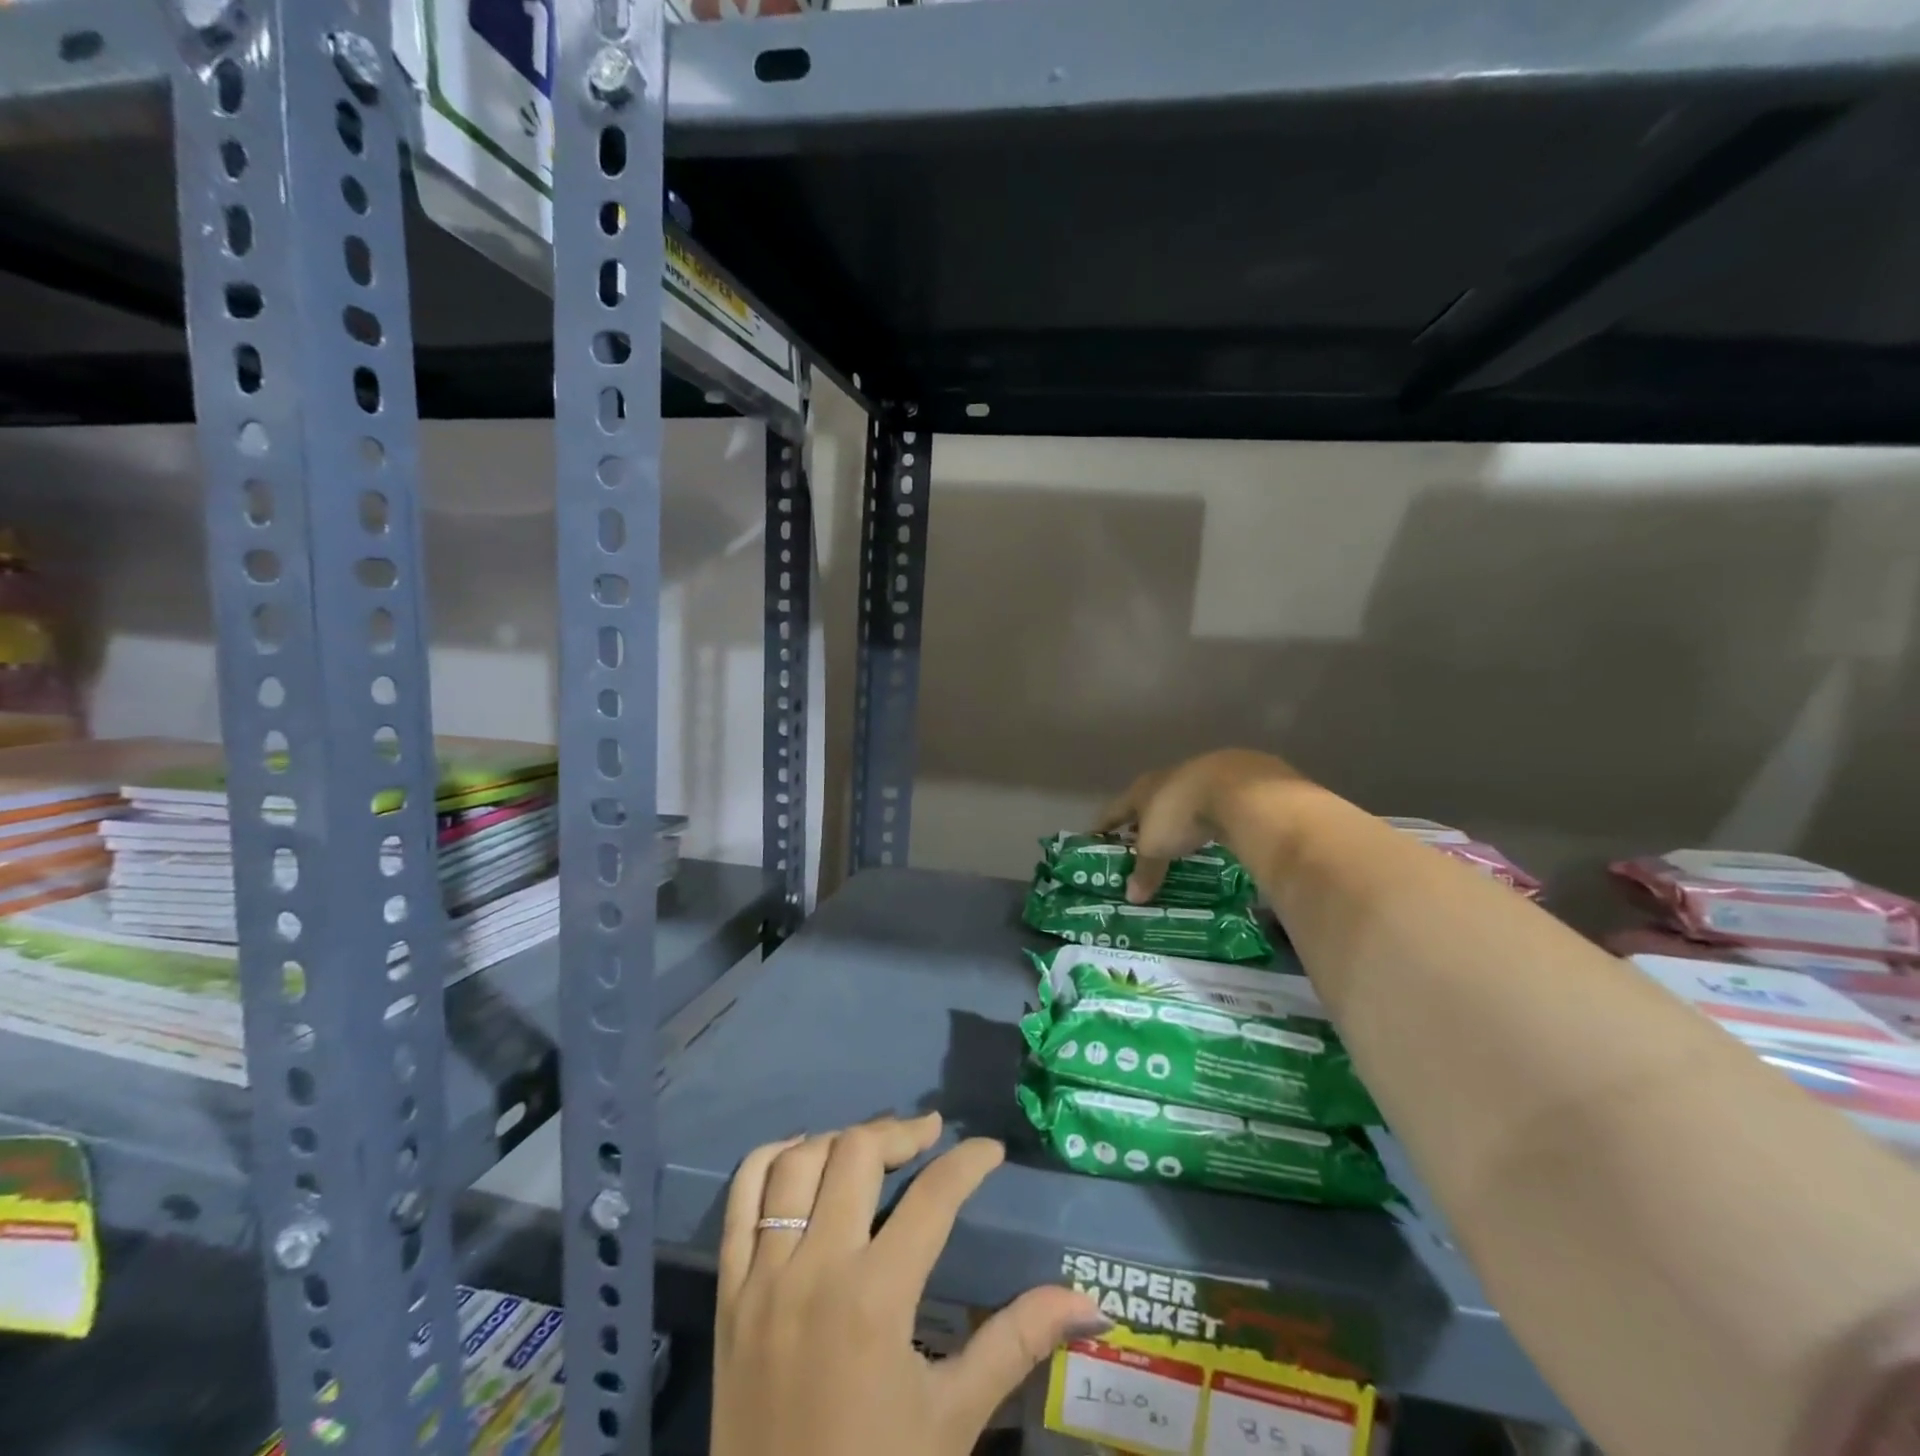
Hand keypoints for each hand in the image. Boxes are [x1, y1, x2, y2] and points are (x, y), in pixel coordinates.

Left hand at [712, 1113, 1109, 1455]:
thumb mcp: (954, 1419)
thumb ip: (1017, 1342)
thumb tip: (1089, 1302)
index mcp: (876, 1298)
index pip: (933, 1196)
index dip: (970, 1162)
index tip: (990, 1151)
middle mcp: (815, 1267)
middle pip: (858, 1153)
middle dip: (902, 1131)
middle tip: (931, 1136)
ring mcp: (763, 1276)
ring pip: (799, 1163)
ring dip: (840, 1139)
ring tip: (872, 1146)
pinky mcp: (728, 1292)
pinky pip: (741, 1199)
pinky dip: (771, 1160)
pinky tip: (802, 1156)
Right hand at [1097, 749, 1300, 901]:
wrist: (1238, 789)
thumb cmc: (1181, 815)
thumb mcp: (1157, 848)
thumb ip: (1145, 871)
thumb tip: (1132, 898)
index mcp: (1141, 791)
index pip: (1114, 810)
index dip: (1102, 826)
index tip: (1092, 839)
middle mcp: (1166, 780)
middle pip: (1146, 803)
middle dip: (1140, 823)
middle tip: (1135, 844)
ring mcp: (1200, 777)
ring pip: (1180, 802)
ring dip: (1174, 821)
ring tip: (1174, 842)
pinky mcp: (1231, 783)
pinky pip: (1210, 805)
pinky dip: (1205, 820)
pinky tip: (1210, 832)